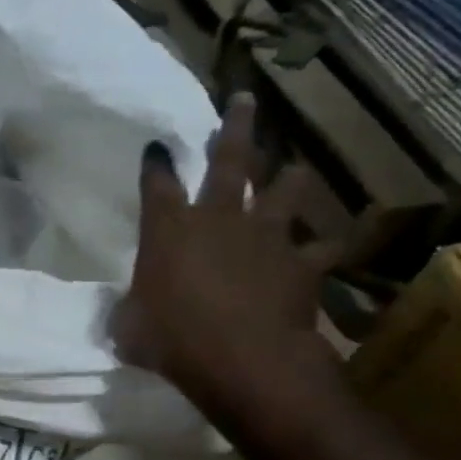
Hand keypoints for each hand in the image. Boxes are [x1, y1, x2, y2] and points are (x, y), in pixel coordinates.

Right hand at [111, 94, 344, 429]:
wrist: (244, 359)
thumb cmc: (173, 340)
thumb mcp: (130, 329)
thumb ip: (129, 311)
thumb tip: (127, 311)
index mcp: (169, 230)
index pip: (158, 185)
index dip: (156, 164)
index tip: (156, 147)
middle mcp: (219, 219)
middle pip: (229, 161)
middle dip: (234, 128)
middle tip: (244, 100)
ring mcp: (266, 237)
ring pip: (283, 192)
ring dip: (287, 179)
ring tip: (293, 168)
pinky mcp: (302, 263)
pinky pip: (321, 247)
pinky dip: (325, 245)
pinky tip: (333, 243)